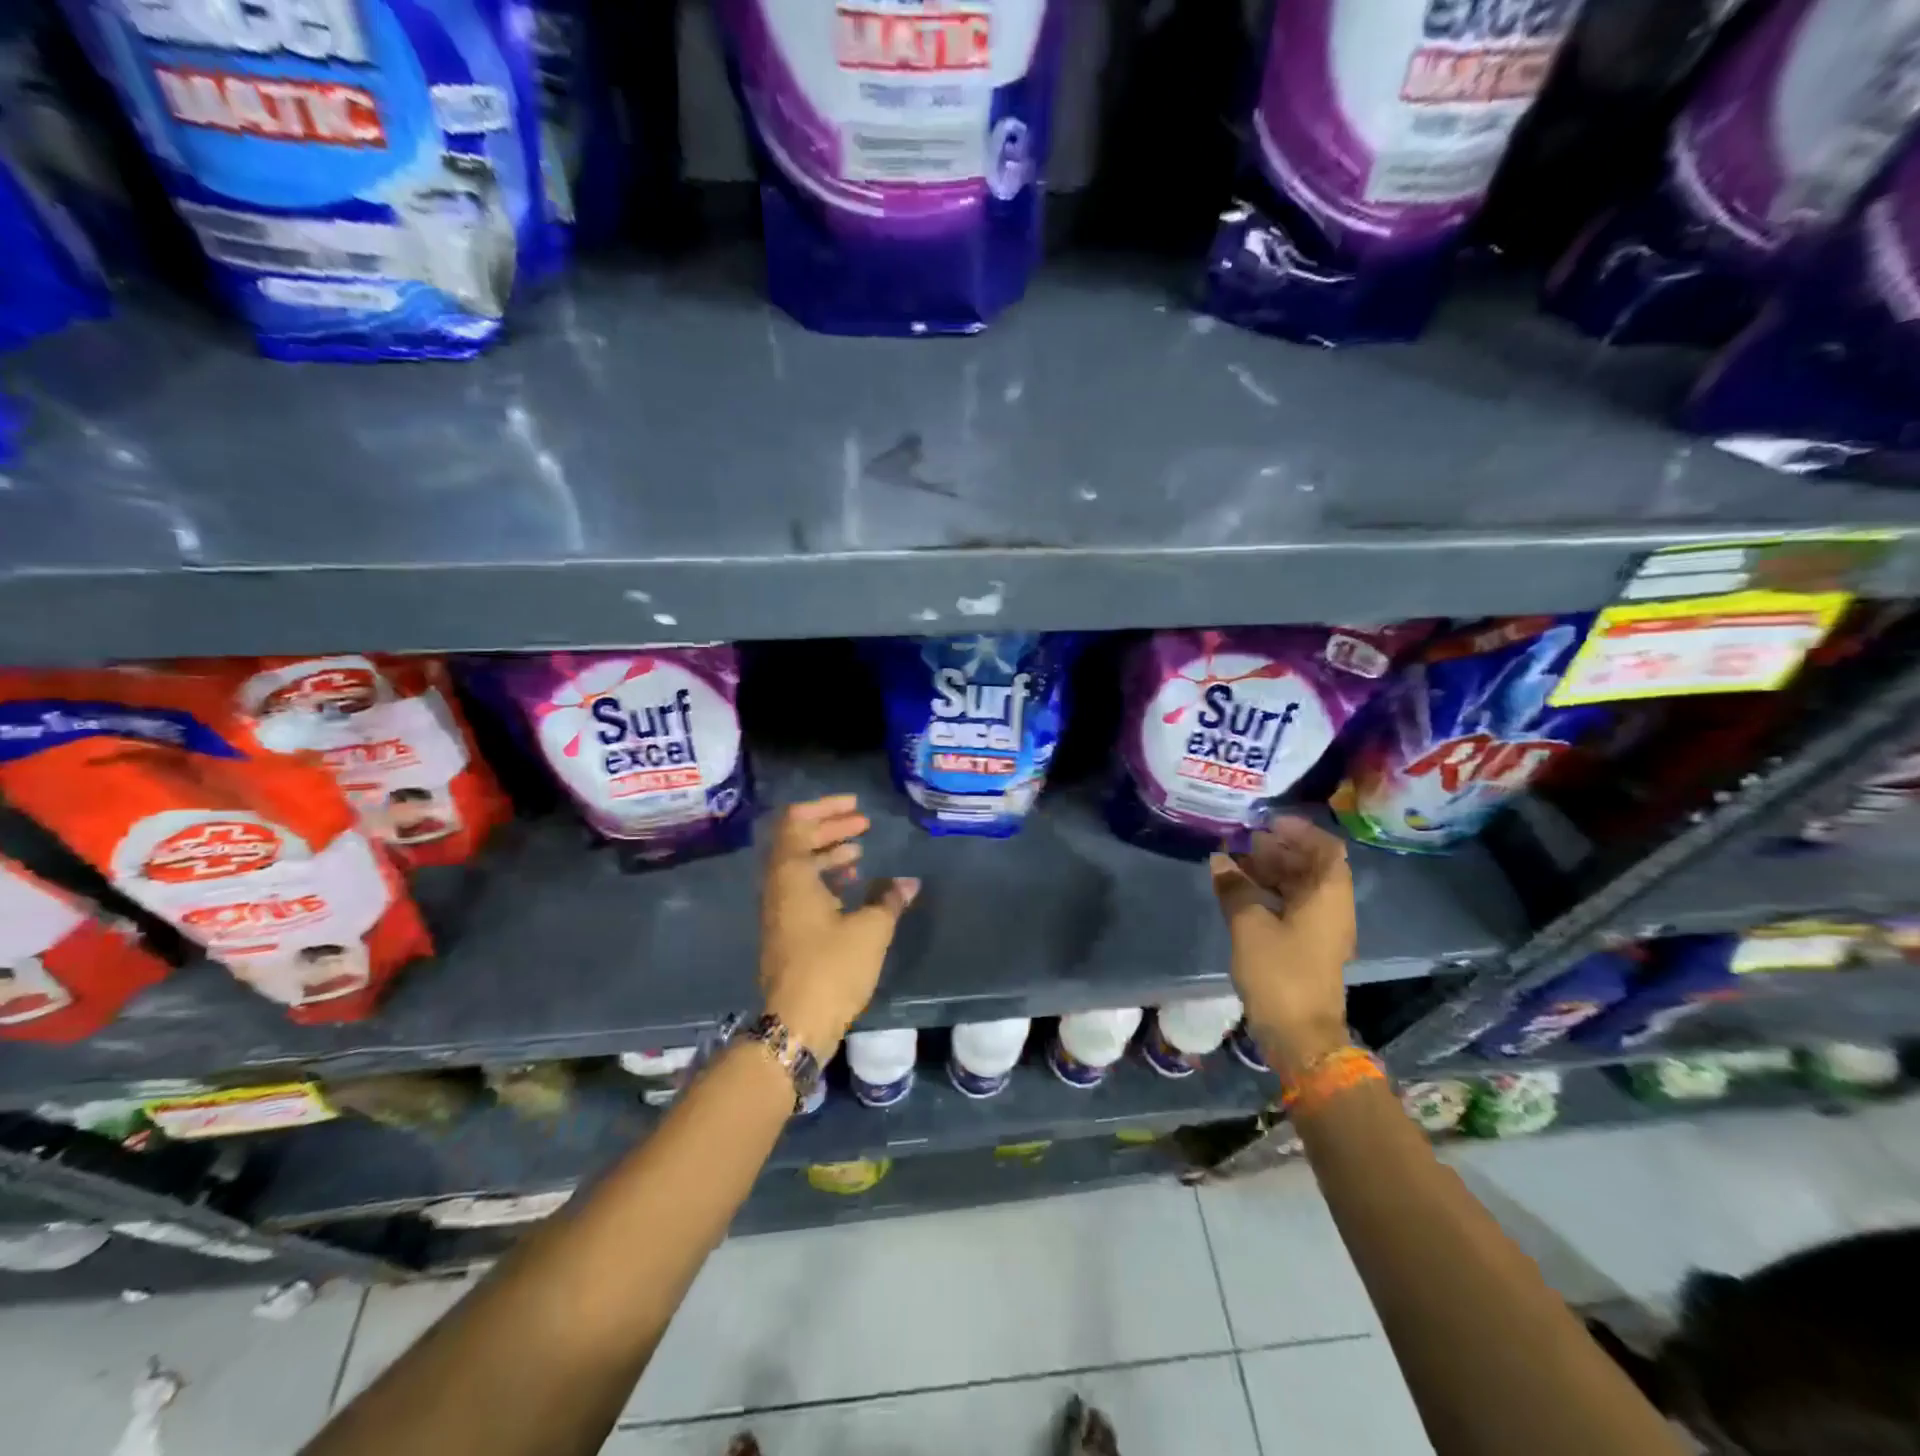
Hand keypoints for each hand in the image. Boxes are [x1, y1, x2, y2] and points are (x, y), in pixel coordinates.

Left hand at [759, 795, 919, 1058]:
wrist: (795, 1024)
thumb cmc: (832, 968)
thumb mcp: (871, 929)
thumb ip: (888, 898)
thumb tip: (909, 882)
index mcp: (791, 875)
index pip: (796, 823)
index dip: (825, 809)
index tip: (855, 806)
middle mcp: (778, 886)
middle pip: (797, 841)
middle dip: (830, 827)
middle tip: (863, 823)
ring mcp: (778, 910)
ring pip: (799, 866)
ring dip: (828, 853)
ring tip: (860, 852)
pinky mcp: (785, 930)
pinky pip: (802, 888)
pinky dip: (824, 878)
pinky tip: (852, 887)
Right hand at [1210, 817, 1354, 1076]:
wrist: (1300, 1035)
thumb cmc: (1280, 973)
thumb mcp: (1249, 926)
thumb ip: (1235, 888)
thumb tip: (1221, 861)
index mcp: (1328, 896)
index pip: (1325, 849)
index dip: (1299, 831)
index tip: (1267, 822)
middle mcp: (1333, 907)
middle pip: (1312, 866)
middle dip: (1279, 849)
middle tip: (1244, 840)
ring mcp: (1323, 929)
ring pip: (1301, 887)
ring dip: (1272, 871)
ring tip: (1237, 861)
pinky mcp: (1309, 947)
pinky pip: (1294, 907)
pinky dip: (1271, 893)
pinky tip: (1241, 892)